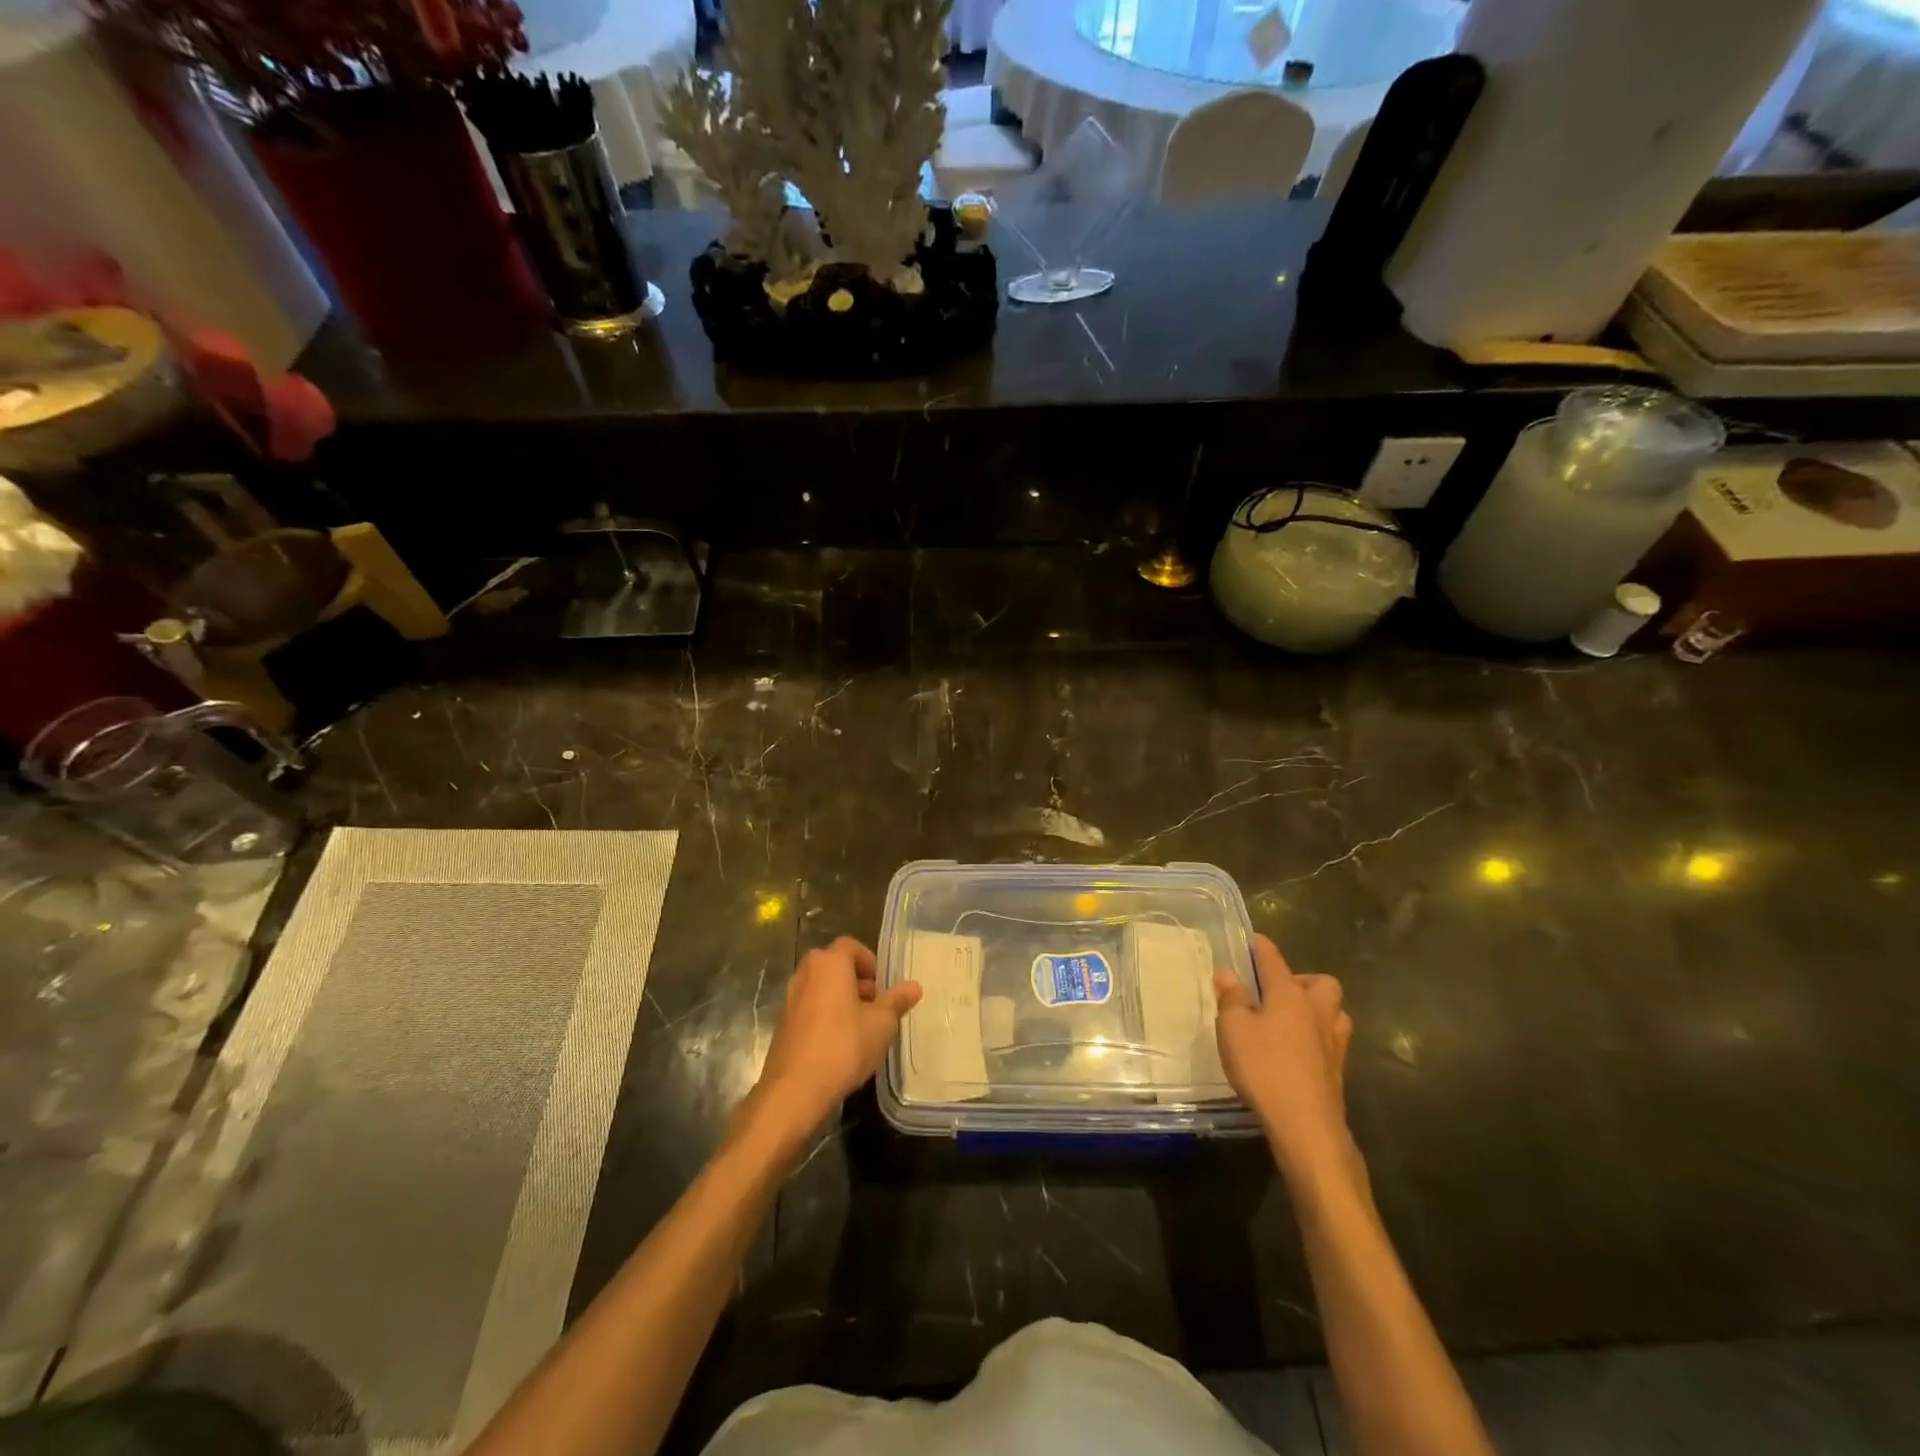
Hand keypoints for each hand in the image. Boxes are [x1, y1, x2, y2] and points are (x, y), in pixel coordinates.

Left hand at [751, 937, 922, 1139]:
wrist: (794, 1090)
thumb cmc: (843, 1046)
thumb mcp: (881, 1024)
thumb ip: (897, 1001)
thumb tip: (914, 986)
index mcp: (828, 964)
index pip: (851, 946)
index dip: (870, 961)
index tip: (883, 985)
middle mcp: (805, 973)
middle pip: (835, 965)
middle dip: (857, 981)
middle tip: (876, 1005)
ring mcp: (790, 999)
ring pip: (821, 987)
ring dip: (841, 999)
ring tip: (861, 1026)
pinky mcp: (782, 1024)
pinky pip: (810, 1008)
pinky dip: (825, 1016)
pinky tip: (839, 1043)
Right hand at [1214, 934, 1359, 1184]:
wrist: (1306, 1125)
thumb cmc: (1264, 1067)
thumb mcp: (1233, 1029)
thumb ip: (1231, 998)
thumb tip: (1228, 973)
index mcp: (1290, 995)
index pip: (1275, 961)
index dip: (1263, 948)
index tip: (1256, 939)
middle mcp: (1318, 1012)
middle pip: (1322, 983)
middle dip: (1303, 980)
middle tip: (1279, 990)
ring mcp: (1333, 1042)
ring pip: (1335, 1012)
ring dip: (1318, 1009)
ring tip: (1293, 1019)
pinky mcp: (1338, 1070)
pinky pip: (1332, 1040)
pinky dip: (1318, 1037)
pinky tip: (1299, 1050)